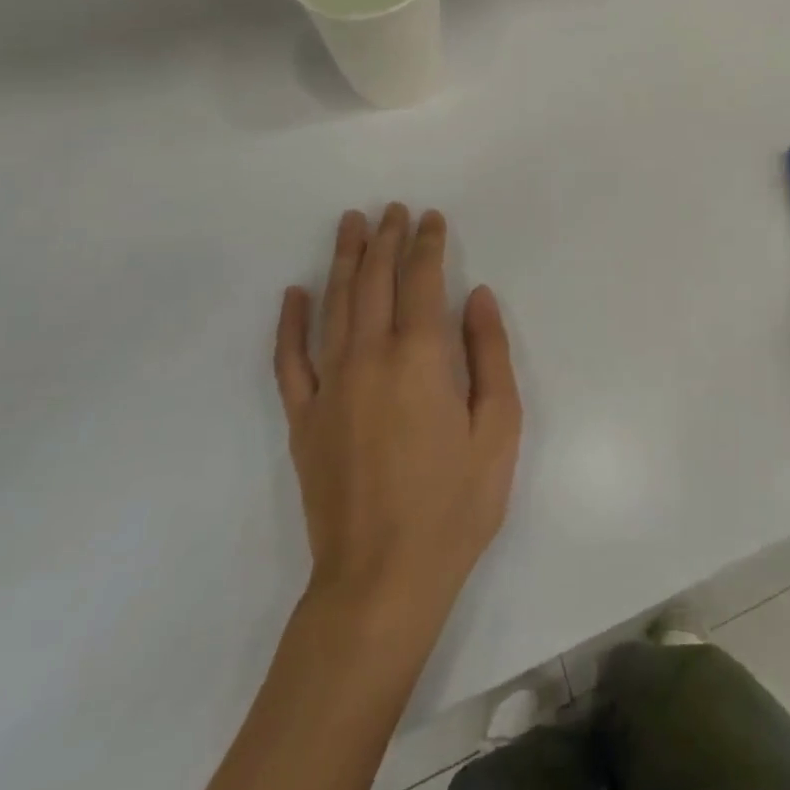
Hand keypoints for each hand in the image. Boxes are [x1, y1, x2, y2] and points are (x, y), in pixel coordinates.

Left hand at [273, 205, 522, 624]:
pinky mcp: (304, 420)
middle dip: (385, 240)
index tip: (431, 217)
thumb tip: (475, 297)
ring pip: (333, 307)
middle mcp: (369, 358)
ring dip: (343, 261)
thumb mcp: (499, 426)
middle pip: (374, 282)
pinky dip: (290, 323)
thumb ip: (489, 354)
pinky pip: (290, 360)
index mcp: (420, 357)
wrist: (382, 580)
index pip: (421, 281)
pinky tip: (295, 294)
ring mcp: (330, 388)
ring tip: (350, 225)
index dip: (426, 244)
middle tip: (392, 209)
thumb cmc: (455, 503)